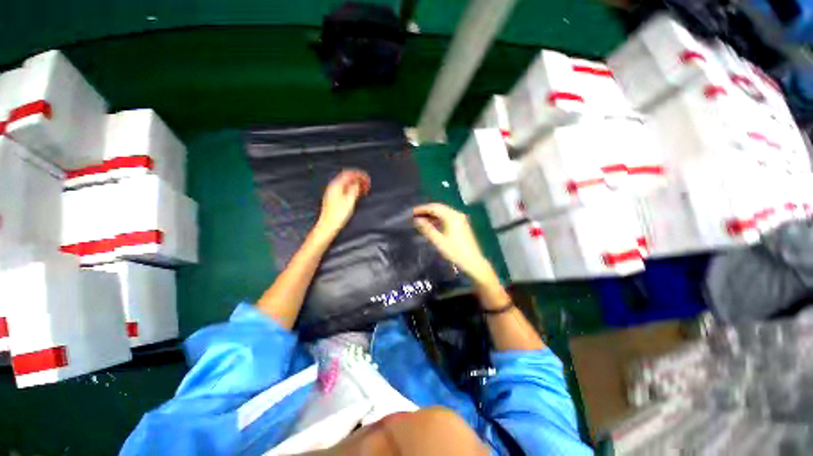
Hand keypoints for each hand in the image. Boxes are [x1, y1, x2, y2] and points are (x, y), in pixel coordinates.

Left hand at [316, 169, 370, 235]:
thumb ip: (354, 189)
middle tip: (367, 182)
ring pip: (346, 184)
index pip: (348, 174)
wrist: (328, 225)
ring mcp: (333, 193)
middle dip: (358, 179)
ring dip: (356, 184)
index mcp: (336, 185)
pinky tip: (358, 193)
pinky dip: (352, 189)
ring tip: (364, 188)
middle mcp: (333, 187)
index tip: (366, 177)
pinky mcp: (334, 199)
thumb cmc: (338, 214)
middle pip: (347, 178)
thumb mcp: (349, 200)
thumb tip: (357, 182)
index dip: (358, 174)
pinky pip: (345, 189)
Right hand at [413, 203, 497, 286]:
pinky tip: (432, 225)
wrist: (473, 262)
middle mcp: (457, 214)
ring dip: (432, 215)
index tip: (411, 212)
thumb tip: (417, 220)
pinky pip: (447, 217)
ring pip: (443, 213)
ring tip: (421, 220)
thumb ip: (427, 229)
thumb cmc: (455, 252)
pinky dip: (438, 219)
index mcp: (451, 216)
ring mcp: (460, 219)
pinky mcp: (462, 224)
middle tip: (414, 215)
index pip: (434, 208)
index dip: (422, 209)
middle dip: (426, 211)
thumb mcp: (438, 241)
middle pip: (439, 208)